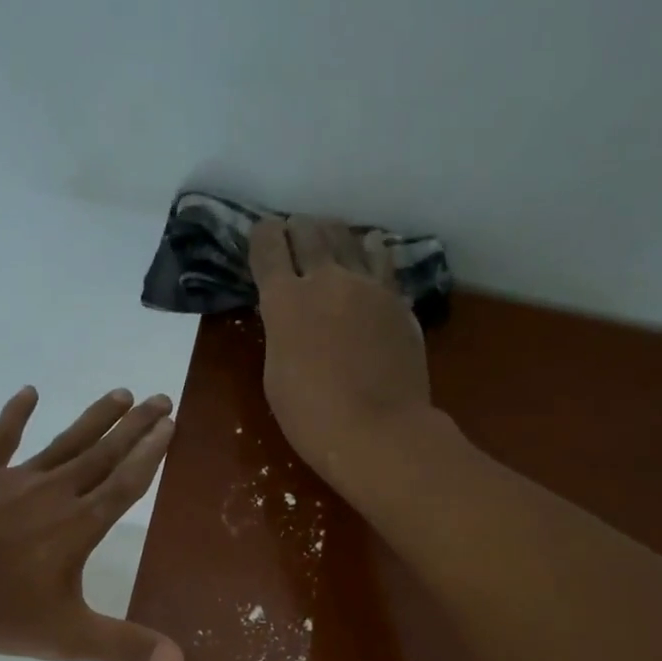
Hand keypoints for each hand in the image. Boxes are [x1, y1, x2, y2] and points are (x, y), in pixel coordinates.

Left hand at [0, 387, 182, 660]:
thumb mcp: (65, 637)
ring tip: (122, 393)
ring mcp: (13, 477)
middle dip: (136, 427)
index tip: (171, 426)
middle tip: (163, 399)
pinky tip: (30, 392)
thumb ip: (123, 645)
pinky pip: (1, 438)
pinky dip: (16, 413)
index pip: (126, 483)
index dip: (151, 454)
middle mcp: (54, 491)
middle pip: (104, 454)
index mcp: (79, 525)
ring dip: (95, 417)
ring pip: (65, 441)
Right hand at [250, 217, 432, 490]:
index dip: (263, 235)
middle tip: (296, 235)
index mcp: (284, 301)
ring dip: (334, 235)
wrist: (377, 431)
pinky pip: (382, 261)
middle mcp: (326, 279)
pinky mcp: (398, 299)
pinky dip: (370, 252)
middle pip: (310, 231)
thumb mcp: (276, 374)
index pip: (268, 246)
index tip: (264, 235)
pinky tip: (370, 253)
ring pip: (349, 238)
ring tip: (331, 239)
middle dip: (298, 229)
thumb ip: (281, 332)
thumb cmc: (311, 416)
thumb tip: (290, 314)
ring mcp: (368, 285)